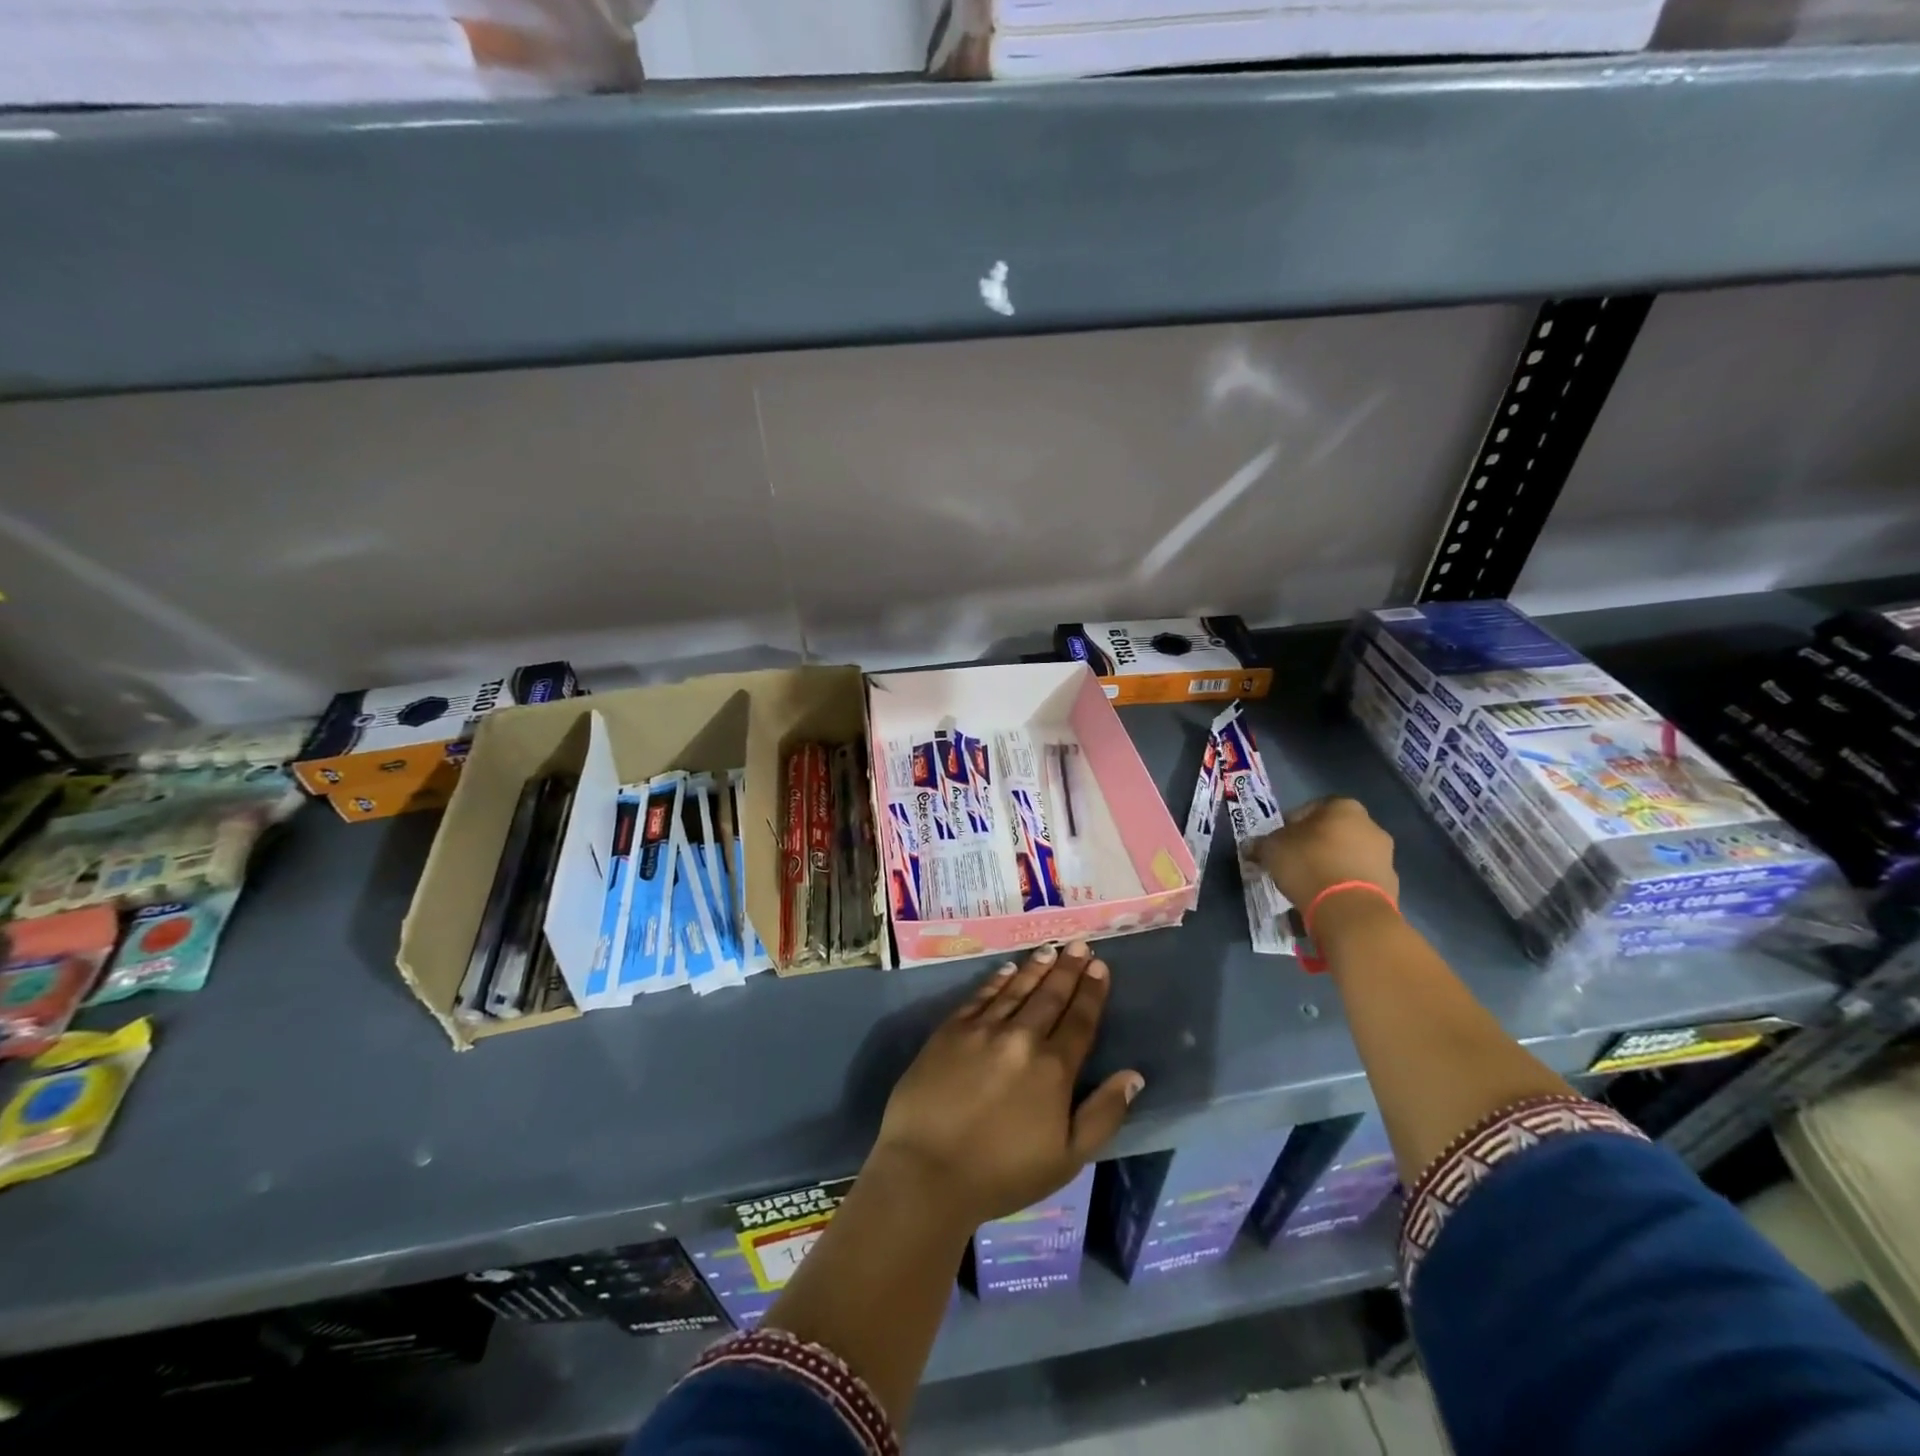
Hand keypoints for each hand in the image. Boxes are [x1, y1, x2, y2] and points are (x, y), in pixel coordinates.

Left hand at [869, 943, 1142, 1229]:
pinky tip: (1007, 970)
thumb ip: (1103, 1114)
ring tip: (1050, 950)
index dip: (1091, 992)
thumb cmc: (1002, 1174)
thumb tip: (1133, 1075)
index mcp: (1053, 1069)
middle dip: (1068, 969)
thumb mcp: (1067, 1158)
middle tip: (1079, 944)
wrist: (927, 1171)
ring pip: (1016, 989)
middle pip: (1050, 996)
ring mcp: (983, 1030)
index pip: (1080, 1020)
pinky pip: (980, 996)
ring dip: (1036, 968)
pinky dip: (997, 980)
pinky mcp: (950, 1030)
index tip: (1099, 966)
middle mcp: (1021, 1038)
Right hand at [1253, 796, 1398, 908]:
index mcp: (1344, 807)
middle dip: (1313, 847)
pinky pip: (1357, 882)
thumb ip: (1261, 844)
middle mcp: (1371, 826)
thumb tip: (1252, 847)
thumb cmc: (1308, 864)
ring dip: (1329, 868)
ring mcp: (1385, 857)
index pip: (1310, 808)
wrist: (1350, 910)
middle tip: (1292, 864)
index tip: (1278, 843)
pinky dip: (1342, 888)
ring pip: (1347, 858)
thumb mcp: (1271, 849)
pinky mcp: (1390, 887)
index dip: (1290, 825)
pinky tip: (1325, 902)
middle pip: (1333, 833)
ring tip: (1307, 887)